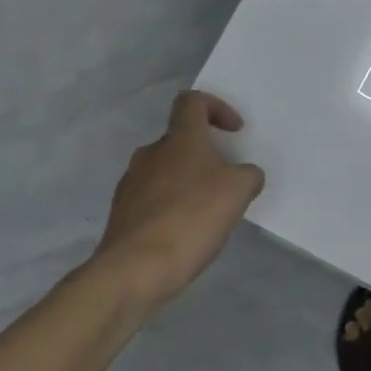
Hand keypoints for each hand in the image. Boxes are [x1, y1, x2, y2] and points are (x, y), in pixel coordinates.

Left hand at [90, 91, 266, 307]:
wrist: (135, 269)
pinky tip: (185, 231)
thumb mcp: (239, 191)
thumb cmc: (191, 218)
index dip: (217, 107)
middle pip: (180, 139)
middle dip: (206, 154)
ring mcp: (131, 183)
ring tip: (208, 210)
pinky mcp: (122, 212)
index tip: (234, 132)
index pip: (192, 101)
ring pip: (166, 169)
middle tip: (226, 180)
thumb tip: (244, 175)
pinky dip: (172, 206)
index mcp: (180, 139)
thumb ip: (248, 175)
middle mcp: (151, 153)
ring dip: (188, 181)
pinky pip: (153, 197)